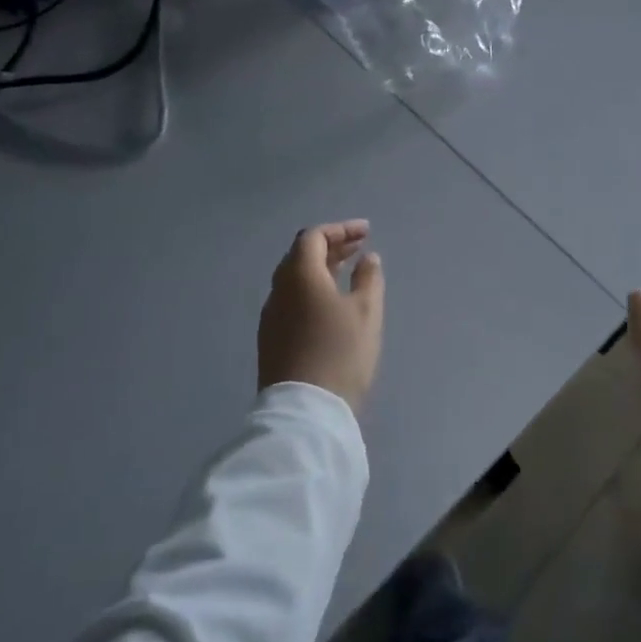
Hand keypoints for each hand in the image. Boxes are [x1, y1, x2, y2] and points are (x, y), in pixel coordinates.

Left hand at [258, 221, 385, 410]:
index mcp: (299, 275)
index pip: (314, 237)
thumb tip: (367, 258)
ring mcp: (271, 317)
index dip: (341, 230)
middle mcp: (279, 290)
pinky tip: (331, 303)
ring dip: (321, 268)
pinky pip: (292, 300)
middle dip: (331, 246)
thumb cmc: (341, 353)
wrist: (305, 411)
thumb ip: (369, 278)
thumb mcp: (367, 312)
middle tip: (360, 247)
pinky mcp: (271, 339)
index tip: (366, 232)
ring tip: (348, 271)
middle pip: (301, 255)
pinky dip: (312, 289)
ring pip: (295, 279)